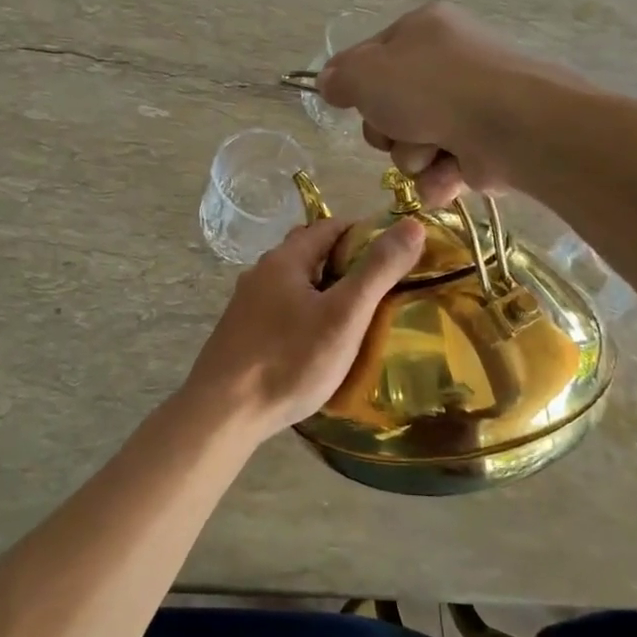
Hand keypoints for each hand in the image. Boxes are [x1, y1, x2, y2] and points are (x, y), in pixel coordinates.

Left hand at [182, 216, 424, 438]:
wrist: (224, 412)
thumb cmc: (290, 360)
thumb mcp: (344, 315)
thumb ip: (378, 270)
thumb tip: (412, 224)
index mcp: (285, 259)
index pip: (331, 226)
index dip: (366, 234)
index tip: (396, 255)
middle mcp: (261, 273)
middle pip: (310, 253)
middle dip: (346, 262)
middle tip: (381, 288)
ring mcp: (246, 304)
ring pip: (295, 284)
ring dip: (325, 291)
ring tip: (356, 316)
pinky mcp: (241, 333)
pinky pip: (282, 310)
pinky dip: (306, 314)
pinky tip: (319, 342)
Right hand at [317, 2, 547, 203]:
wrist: (511, 126)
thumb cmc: (431, 89)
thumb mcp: (365, 74)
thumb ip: (339, 78)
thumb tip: (329, 83)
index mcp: (423, 29)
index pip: (372, 57)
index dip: (357, 86)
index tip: (351, 104)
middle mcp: (451, 61)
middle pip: (391, 107)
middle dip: (388, 130)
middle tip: (398, 130)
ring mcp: (473, 104)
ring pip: (414, 143)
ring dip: (413, 157)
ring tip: (432, 153)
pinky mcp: (488, 144)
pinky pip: (444, 167)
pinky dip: (441, 176)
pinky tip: (449, 175)